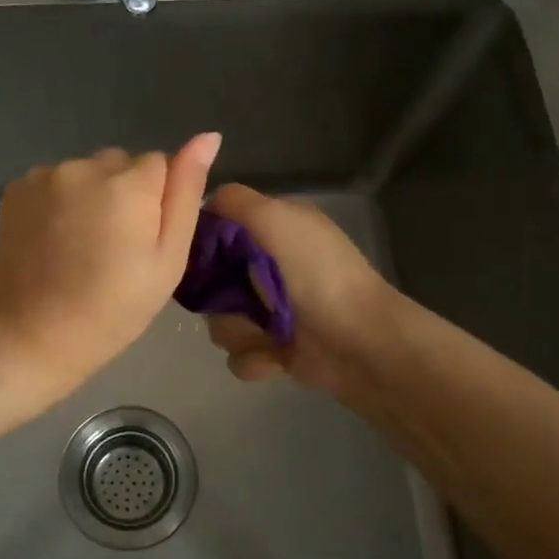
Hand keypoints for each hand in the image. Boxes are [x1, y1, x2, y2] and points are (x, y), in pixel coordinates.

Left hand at [0, 134, 221, 402]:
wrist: (36, 335)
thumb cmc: (115, 307)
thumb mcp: (168, 258)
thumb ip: (186, 192)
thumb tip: (208, 136)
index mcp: (130, 183)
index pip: (160, 164)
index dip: (157, 202)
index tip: (143, 241)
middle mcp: (85, 166)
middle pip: (120, 163)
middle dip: (124, 192)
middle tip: (114, 246)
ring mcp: (46, 175)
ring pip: (86, 171)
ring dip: (90, 195)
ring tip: (81, 245)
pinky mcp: (16, 189)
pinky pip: (54, 181)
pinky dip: (59, 201)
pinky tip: (55, 240)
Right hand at [201, 184, 396, 398]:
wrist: (359, 341)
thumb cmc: (318, 273)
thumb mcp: (277, 217)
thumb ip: (234, 201)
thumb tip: (204, 204)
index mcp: (274, 229)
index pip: (219, 230)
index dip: (203, 244)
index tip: (199, 259)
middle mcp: (269, 266)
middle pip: (211, 281)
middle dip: (217, 298)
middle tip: (235, 302)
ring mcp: (271, 310)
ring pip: (219, 321)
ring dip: (238, 332)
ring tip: (265, 335)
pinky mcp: (273, 347)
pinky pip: (237, 354)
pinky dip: (254, 358)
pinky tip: (275, 357)